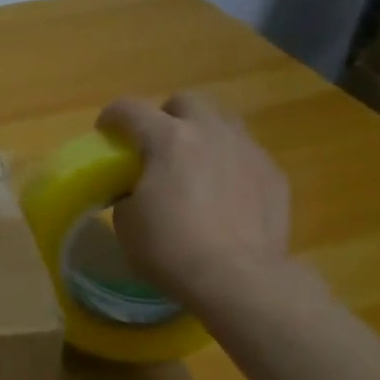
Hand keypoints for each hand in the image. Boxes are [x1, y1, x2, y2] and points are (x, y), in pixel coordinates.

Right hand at [97, 91, 293, 312]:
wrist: (239, 279)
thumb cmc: (170, 248)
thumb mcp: (126, 221)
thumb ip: (127, 191)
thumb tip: (135, 189)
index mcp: (166, 139)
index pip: (129, 108)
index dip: (111, 117)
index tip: (105, 133)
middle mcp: (210, 132)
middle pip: (185, 101)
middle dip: (166, 116)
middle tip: (155, 146)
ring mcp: (247, 150)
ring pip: (223, 121)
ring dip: (203, 134)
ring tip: (194, 165)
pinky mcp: (274, 175)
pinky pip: (246, 154)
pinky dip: (229, 164)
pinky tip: (224, 195)